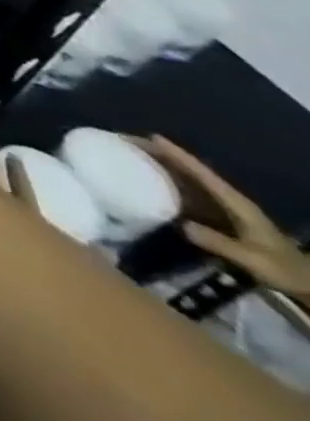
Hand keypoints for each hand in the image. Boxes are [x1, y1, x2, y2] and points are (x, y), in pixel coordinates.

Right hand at [132, 135, 309, 299]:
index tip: (152, 137)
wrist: (308, 283)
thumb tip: (181, 224)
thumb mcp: (254, 260)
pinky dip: (168, 181)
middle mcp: (228, 199)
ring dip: (162, 165)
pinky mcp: (219, 216)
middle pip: (191, 170)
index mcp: (235, 202)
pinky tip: (150, 182)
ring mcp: (224, 207)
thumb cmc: (284, 269)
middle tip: (129, 142)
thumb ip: (219, 242)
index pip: (202, 173)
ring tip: (133, 155)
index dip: (178, 155)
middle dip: (161, 154)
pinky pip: (188, 192)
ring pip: (187, 179)